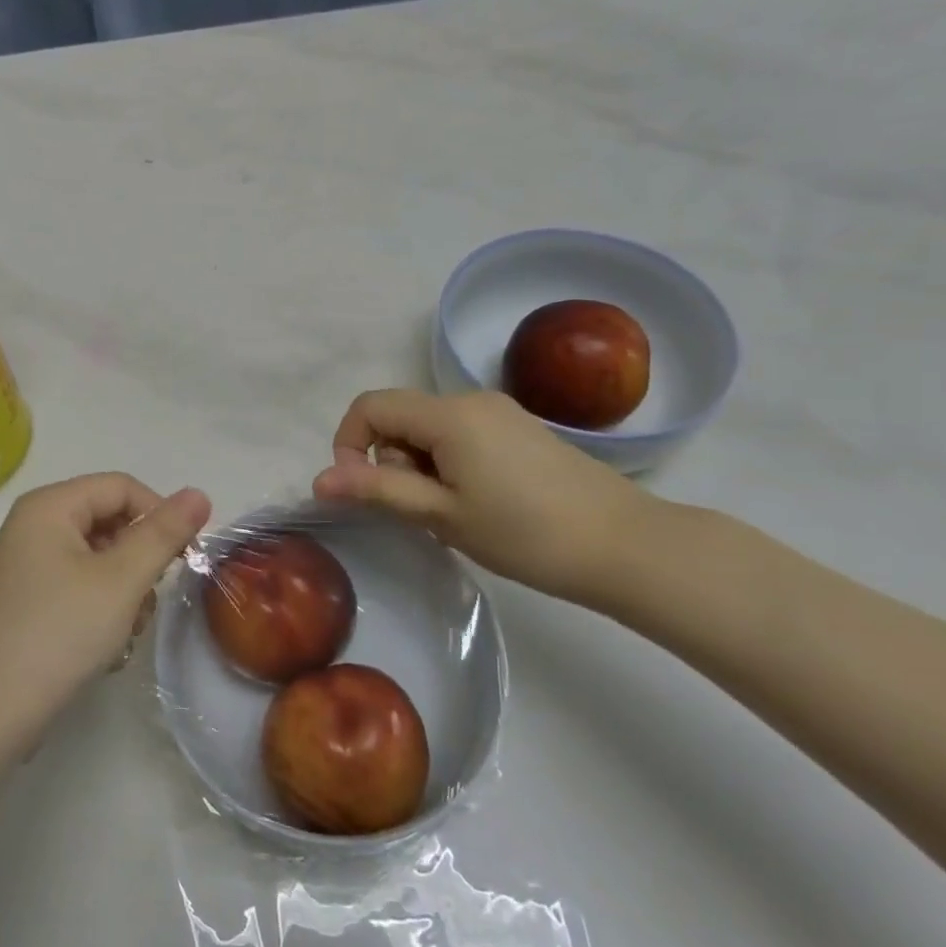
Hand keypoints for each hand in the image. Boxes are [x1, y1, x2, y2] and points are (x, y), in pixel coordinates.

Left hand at [0, 474, 211, 740]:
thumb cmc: (59, 632)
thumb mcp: (121, 580)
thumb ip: (163, 534)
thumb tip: (198, 493)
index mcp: (49, 506)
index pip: (121, 487)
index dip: (159, 514)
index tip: (184, 558)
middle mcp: (33, 526)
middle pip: (109, 521)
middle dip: (139, 560)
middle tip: (147, 602)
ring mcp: (27, 565)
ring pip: (98, 558)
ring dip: (124, 591)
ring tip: (123, 631)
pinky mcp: (27, 600)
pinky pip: (78, 585)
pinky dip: (100, 608)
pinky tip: (104, 646)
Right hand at [312, 389, 652, 605]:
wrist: (626, 546)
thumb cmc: (525, 533)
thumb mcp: (442, 514)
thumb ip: (378, 490)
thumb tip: (319, 479)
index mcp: (448, 415)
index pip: (371, 406)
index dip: (349, 443)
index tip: (364, 490)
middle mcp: (471, 400)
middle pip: (400, 416)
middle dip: (390, 459)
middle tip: (420, 510)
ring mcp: (500, 413)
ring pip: (429, 428)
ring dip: (420, 465)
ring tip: (452, 512)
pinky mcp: (520, 430)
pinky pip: (460, 435)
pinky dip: (448, 463)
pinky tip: (478, 503)